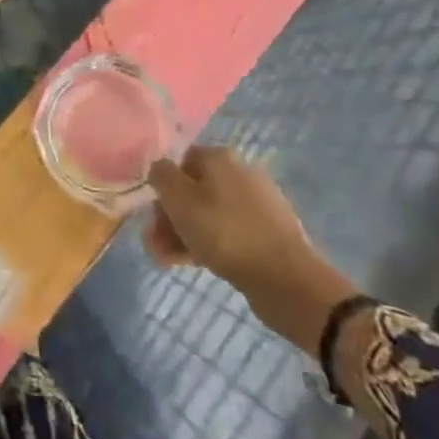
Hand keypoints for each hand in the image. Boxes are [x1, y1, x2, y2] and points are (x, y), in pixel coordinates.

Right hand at [145, 147, 356, 350]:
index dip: (161, 187)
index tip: (151, 215)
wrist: (287, 280)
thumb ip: (160, 175)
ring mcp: (258, 204)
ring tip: (169, 261)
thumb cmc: (224, 232)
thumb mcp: (178, 199)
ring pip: (209, 214)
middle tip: (156, 244)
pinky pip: (229, 232)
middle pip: (193, 190)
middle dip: (170, 217)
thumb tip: (159, 169)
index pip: (179, 162)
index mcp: (219, 157)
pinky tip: (196, 264)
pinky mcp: (269, 233)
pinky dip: (210, 244)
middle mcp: (240, 173)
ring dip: (184, 234)